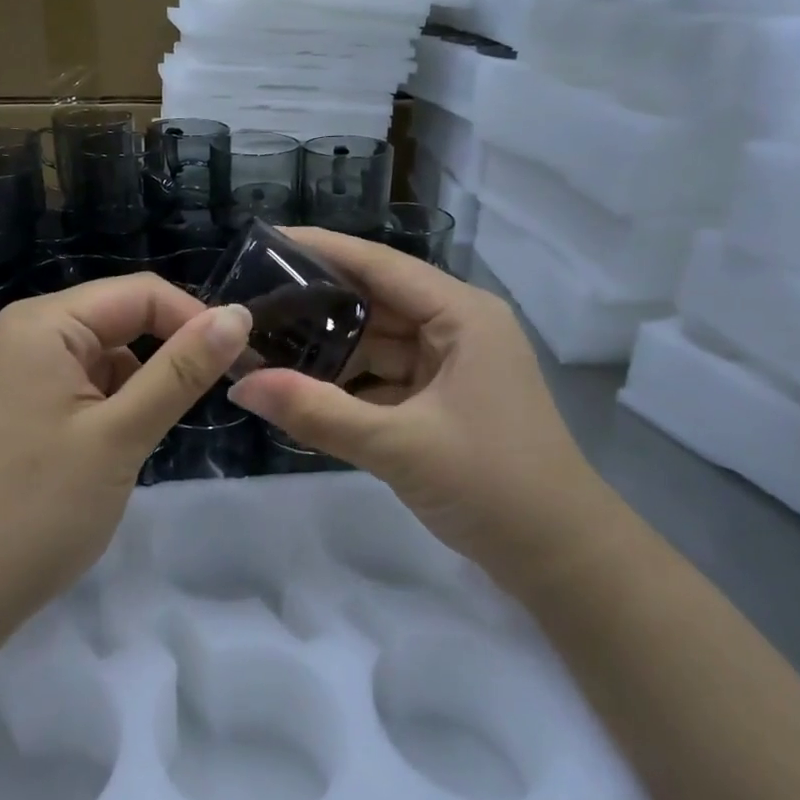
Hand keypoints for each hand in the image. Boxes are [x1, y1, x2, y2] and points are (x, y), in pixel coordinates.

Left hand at [0, 274, 252, 626]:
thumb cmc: (38, 509)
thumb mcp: (120, 435)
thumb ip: (181, 371)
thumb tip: (239, 315)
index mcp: (45, 323)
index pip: (142, 293)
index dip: (196, 320)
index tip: (243, 364)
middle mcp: (31, 333)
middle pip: (124, 318)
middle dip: (172, 353)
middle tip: (219, 398)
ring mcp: (26, 372)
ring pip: (112, 355)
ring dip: (146, 385)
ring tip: (155, 436)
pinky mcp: (29, 406)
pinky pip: (91, 385)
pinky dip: (120, 406)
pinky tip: (123, 447)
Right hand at [227, 229, 606, 577]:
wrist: (560, 557)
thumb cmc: (492, 484)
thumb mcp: (398, 446)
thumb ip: (317, 413)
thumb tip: (239, 384)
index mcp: (461, 315)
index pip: (379, 264)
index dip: (321, 250)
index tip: (264, 243)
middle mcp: (458, 328)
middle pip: (376, 300)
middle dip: (317, 303)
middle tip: (251, 303)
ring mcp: (452, 366)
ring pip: (378, 342)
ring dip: (330, 347)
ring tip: (266, 343)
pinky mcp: (444, 401)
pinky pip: (386, 378)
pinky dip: (349, 383)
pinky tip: (304, 388)